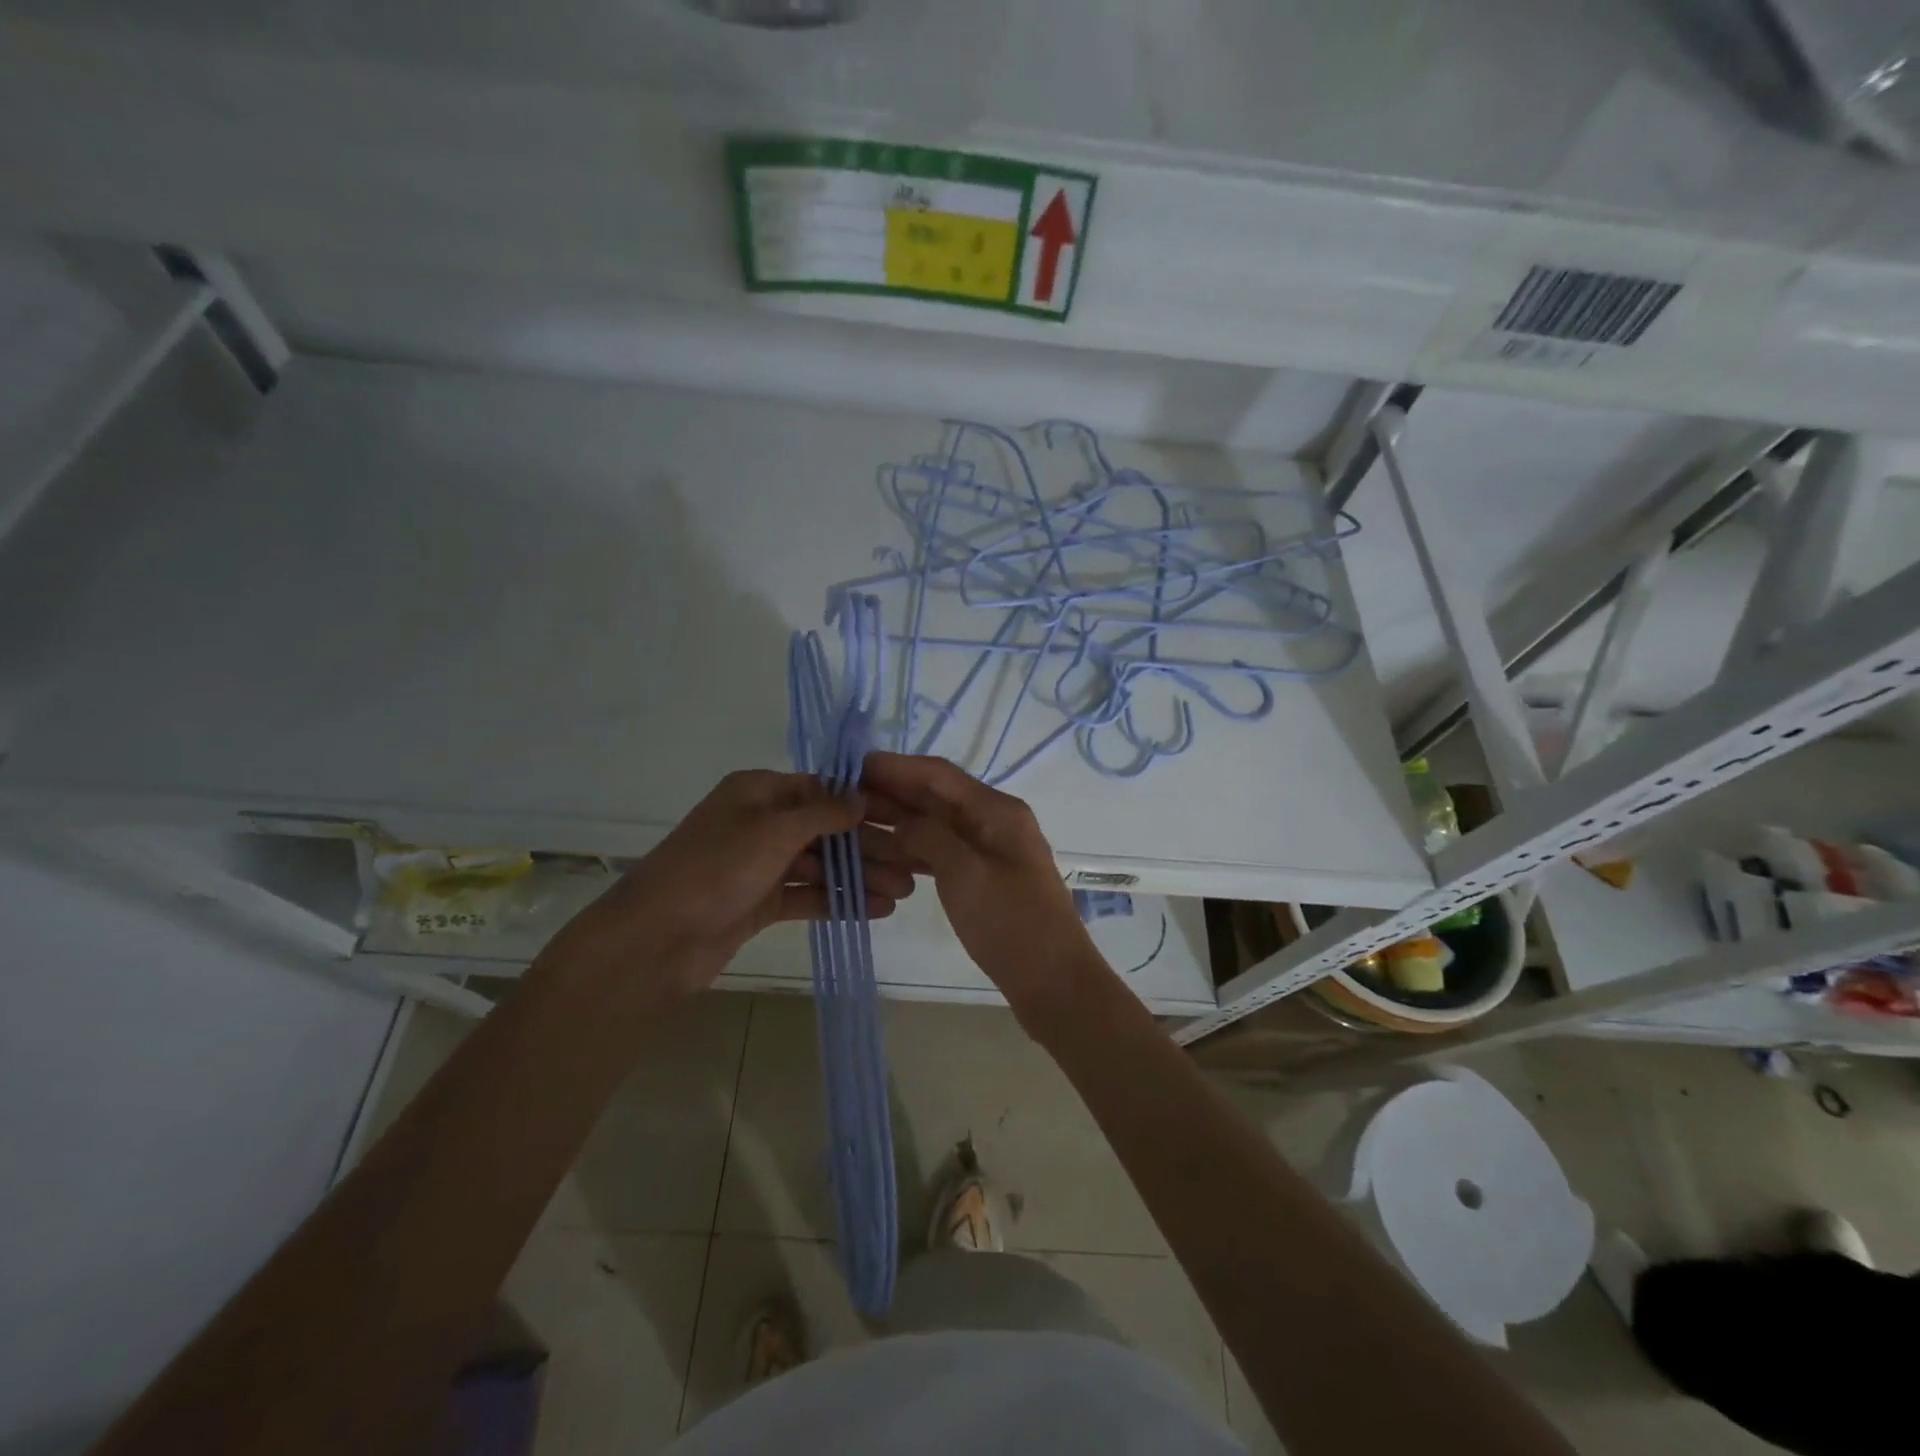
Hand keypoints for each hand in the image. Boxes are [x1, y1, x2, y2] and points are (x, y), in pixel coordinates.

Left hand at [535, 770, 916, 1009]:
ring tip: (904, 893)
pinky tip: (876, 910)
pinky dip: (839, 901)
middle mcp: (761, 823)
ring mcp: (760, 864)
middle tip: (912, 866)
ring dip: (860, 877)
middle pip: (826, 829)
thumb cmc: (715, 870)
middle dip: (868, 847)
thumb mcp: (772, 830)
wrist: (656, 941)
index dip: (863, 803)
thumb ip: (822, 812)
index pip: (822, 789)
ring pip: (821, 865)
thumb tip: (860, 797)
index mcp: (758, 792)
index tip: (904, 818)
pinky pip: (808, 895)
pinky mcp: (760, 902)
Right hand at [862, 752, 1107, 1029]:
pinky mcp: (982, 875)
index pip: (938, 774)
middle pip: (935, 796)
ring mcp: (989, 848)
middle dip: (891, 793)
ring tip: (853, 824)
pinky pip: (942, 850)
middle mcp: (993, 820)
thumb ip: (928, 836)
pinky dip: (913, 849)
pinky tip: (884, 854)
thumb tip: (900, 821)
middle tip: (841, 796)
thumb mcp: (965, 874)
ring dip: (898, 821)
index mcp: (997, 810)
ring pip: (935, 824)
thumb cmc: (1012, 925)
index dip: (894, 767)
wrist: (1053, 982)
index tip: (850, 766)